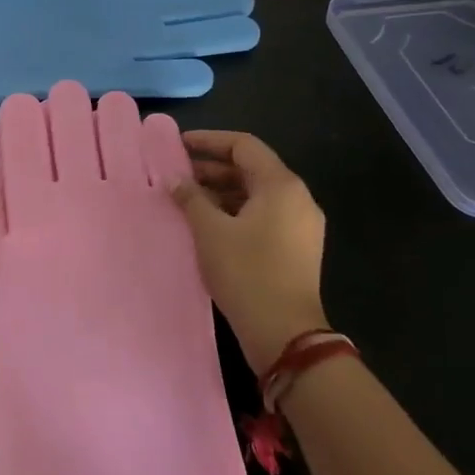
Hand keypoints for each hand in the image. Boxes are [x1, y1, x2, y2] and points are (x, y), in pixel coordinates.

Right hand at [170, 131, 327, 374]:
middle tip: (177, 173)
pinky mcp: (296, 248)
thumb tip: (174, 178)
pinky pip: (263, 215)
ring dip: (221, 191)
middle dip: (212, 168)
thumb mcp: (210, 230)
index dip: (209, 141)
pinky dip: (235, 211)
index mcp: (282, 185)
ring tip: (186, 199)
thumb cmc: (246, 272)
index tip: (178, 144)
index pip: (243, 146)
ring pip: (256, 194)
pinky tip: (207, 224)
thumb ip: (190, 197)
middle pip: (251, 169)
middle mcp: (298, 198)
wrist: (284, 333)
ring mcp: (301, 225)